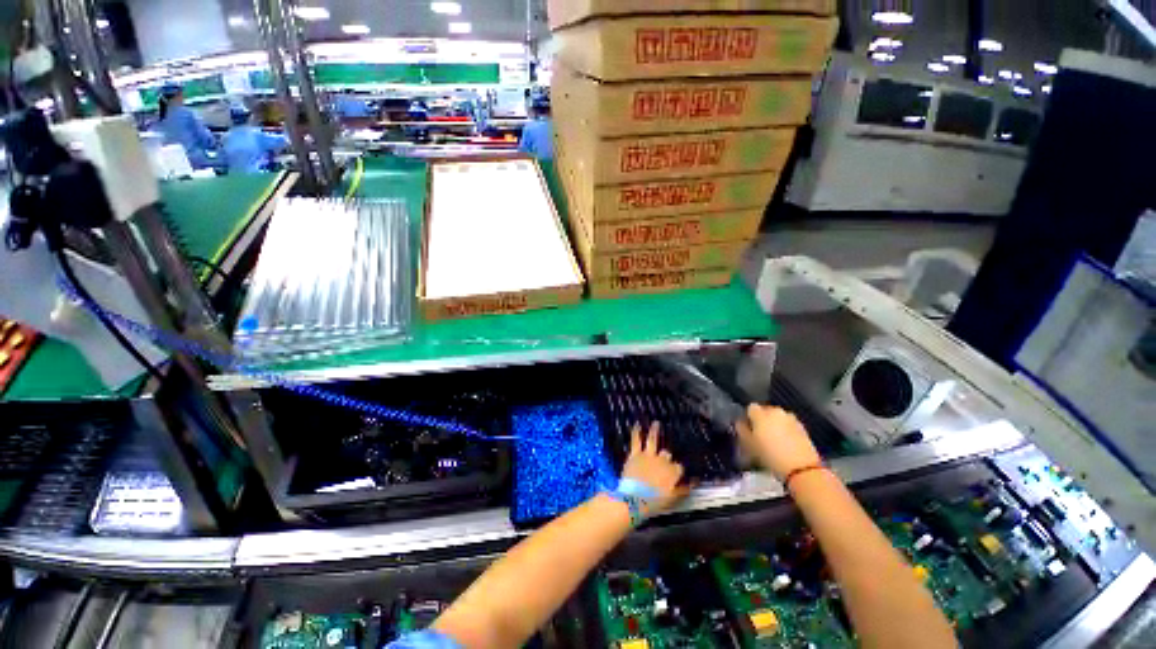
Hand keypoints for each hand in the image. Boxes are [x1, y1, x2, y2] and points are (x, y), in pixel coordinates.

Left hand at [621, 422, 689, 515]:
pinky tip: (637, 425)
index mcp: (672, 472)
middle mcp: (662, 461)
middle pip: (667, 454)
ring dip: (655, 431)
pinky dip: (636, 432)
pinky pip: (636, 440)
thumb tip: (694, 483)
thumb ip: (683, 489)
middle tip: (664, 457)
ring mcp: (648, 456)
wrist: (633, 499)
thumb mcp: (671, 499)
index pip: (679, 467)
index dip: (676, 470)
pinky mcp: (635, 454)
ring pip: (653, 440)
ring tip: (656, 423)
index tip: (675, 472)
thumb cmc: (653, 502)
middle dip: (666, 456)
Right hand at [736, 404, 820, 481]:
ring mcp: (791, 419)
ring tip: (774, 439)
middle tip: (760, 435)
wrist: (801, 469)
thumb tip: (740, 423)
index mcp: (761, 414)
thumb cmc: (770, 456)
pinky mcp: (803, 428)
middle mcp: (776, 412)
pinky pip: (789, 424)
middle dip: (762, 420)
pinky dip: (786, 430)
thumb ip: (741, 430)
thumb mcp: (749, 445)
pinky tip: (785, 443)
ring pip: (778, 418)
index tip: (748, 428)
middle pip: (765, 411)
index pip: (750, 408)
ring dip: (775, 424)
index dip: (748, 417)